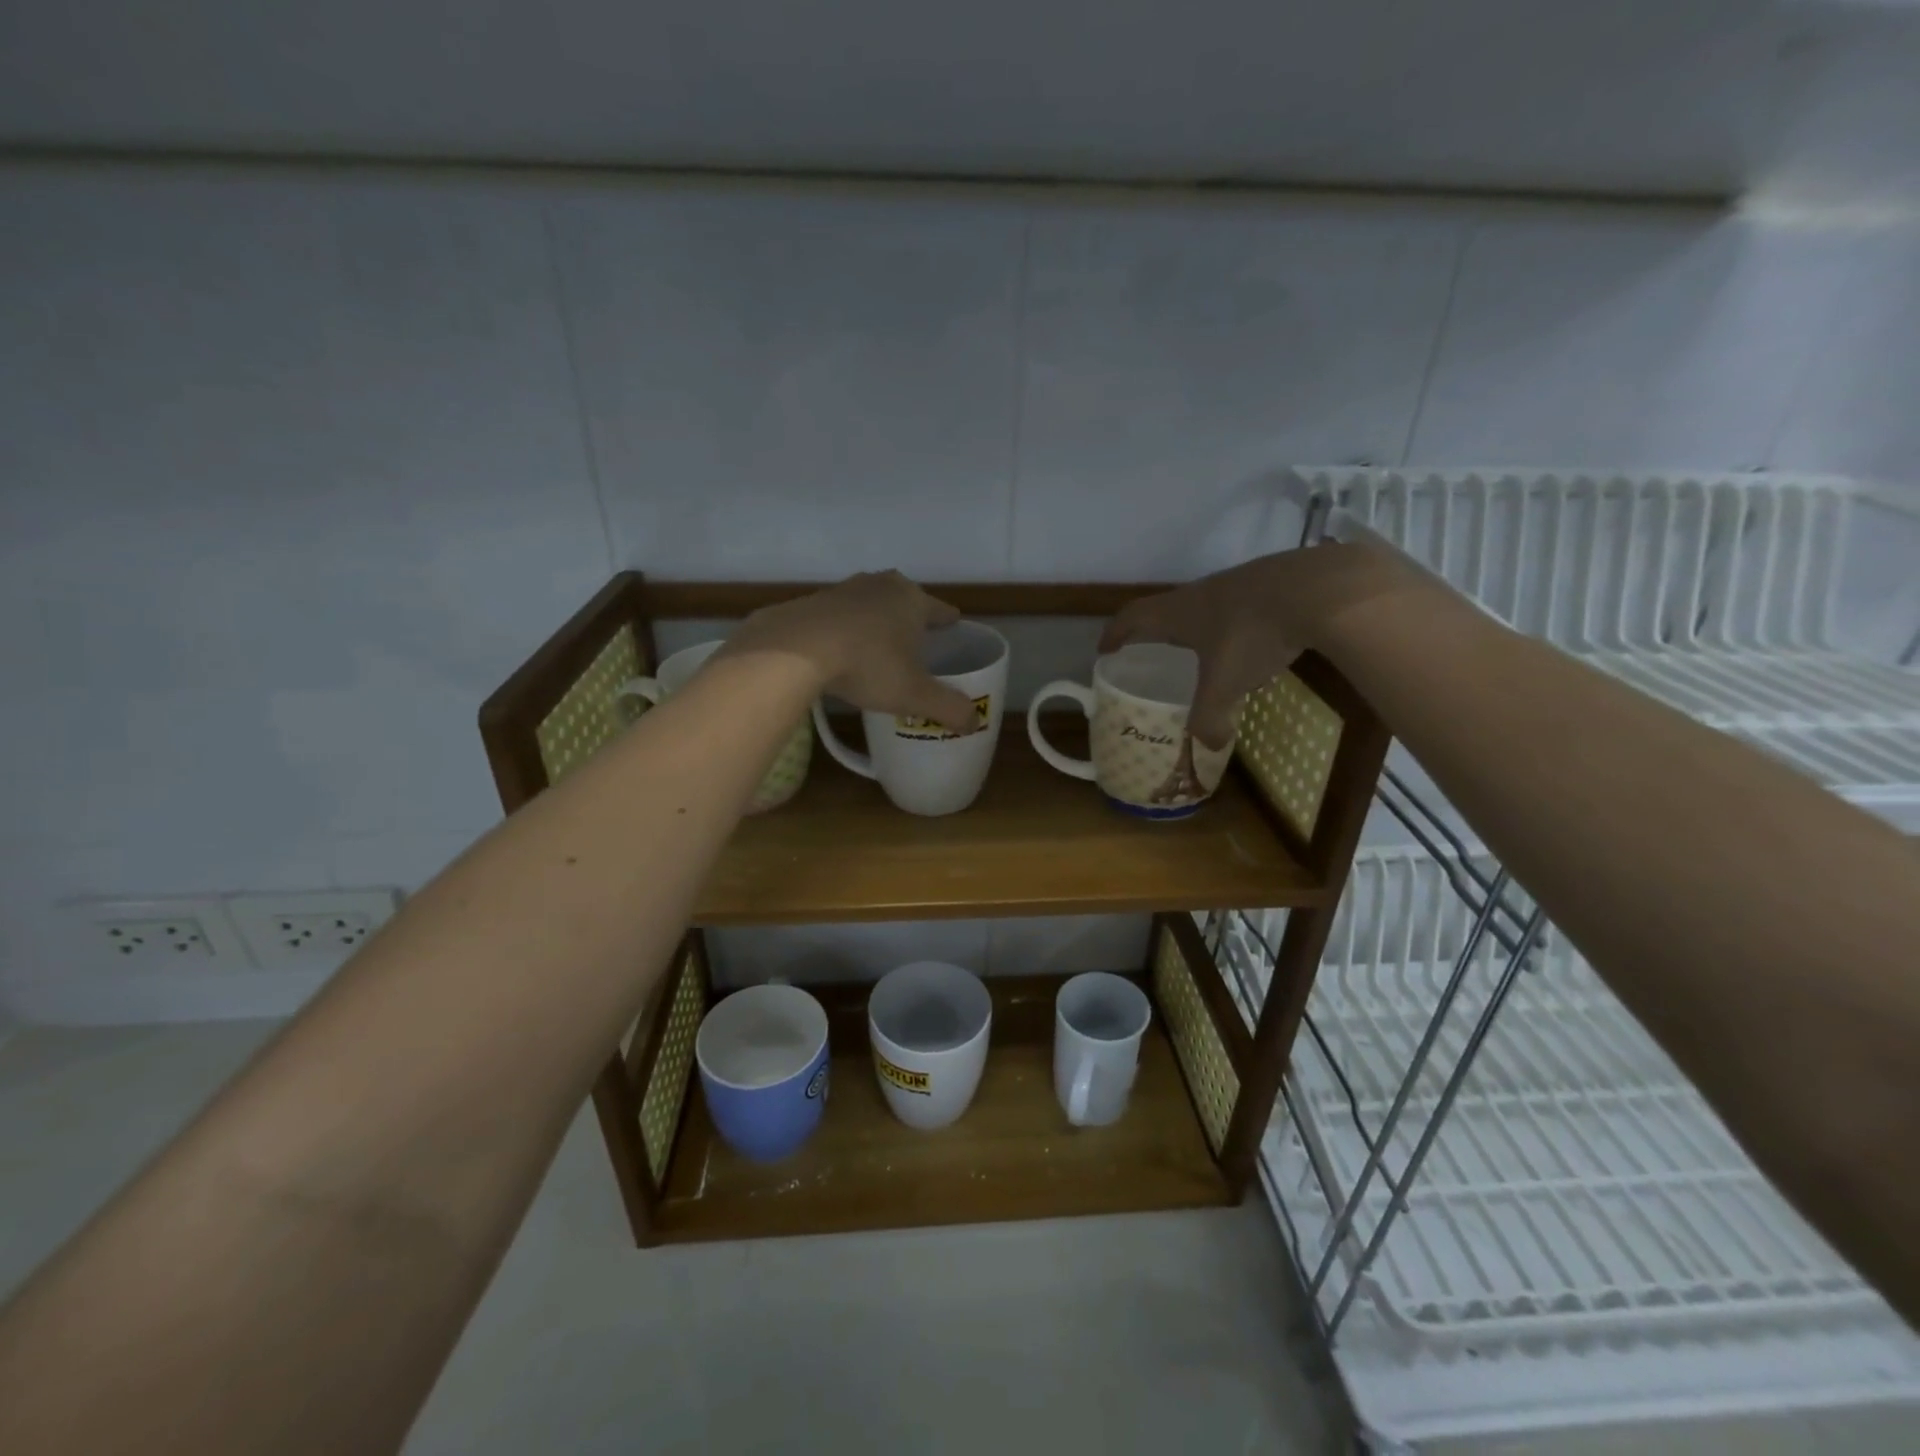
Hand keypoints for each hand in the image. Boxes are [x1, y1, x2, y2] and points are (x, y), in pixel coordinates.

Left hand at [721, 571, 979, 734]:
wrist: (795, 649)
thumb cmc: (868, 665)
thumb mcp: (914, 694)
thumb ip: (948, 707)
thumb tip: (975, 721)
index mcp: (912, 599)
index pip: (940, 610)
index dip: (948, 622)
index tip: (953, 629)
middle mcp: (881, 585)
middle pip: (904, 601)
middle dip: (911, 619)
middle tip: (916, 642)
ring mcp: (843, 590)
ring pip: (870, 606)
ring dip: (875, 622)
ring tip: (878, 648)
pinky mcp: (812, 602)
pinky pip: (839, 617)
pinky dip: (845, 630)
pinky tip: (840, 651)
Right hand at [1099, 543, 1416, 747]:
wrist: (1321, 590)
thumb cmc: (1253, 635)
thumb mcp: (1225, 685)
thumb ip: (1210, 717)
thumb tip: (1209, 744)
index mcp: (1179, 613)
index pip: (1132, 618)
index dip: (1115, 634)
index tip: (1105, 650)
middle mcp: (1202, 593)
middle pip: (1165, 608)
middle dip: (1153, 631)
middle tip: (1150, 652)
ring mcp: (1239, 583)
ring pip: (1205, 605)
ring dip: (1195, 626)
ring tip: (1200, 650)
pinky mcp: (1272, 582)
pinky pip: (1239, 605)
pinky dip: (1232, 624)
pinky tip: (1251, 641)